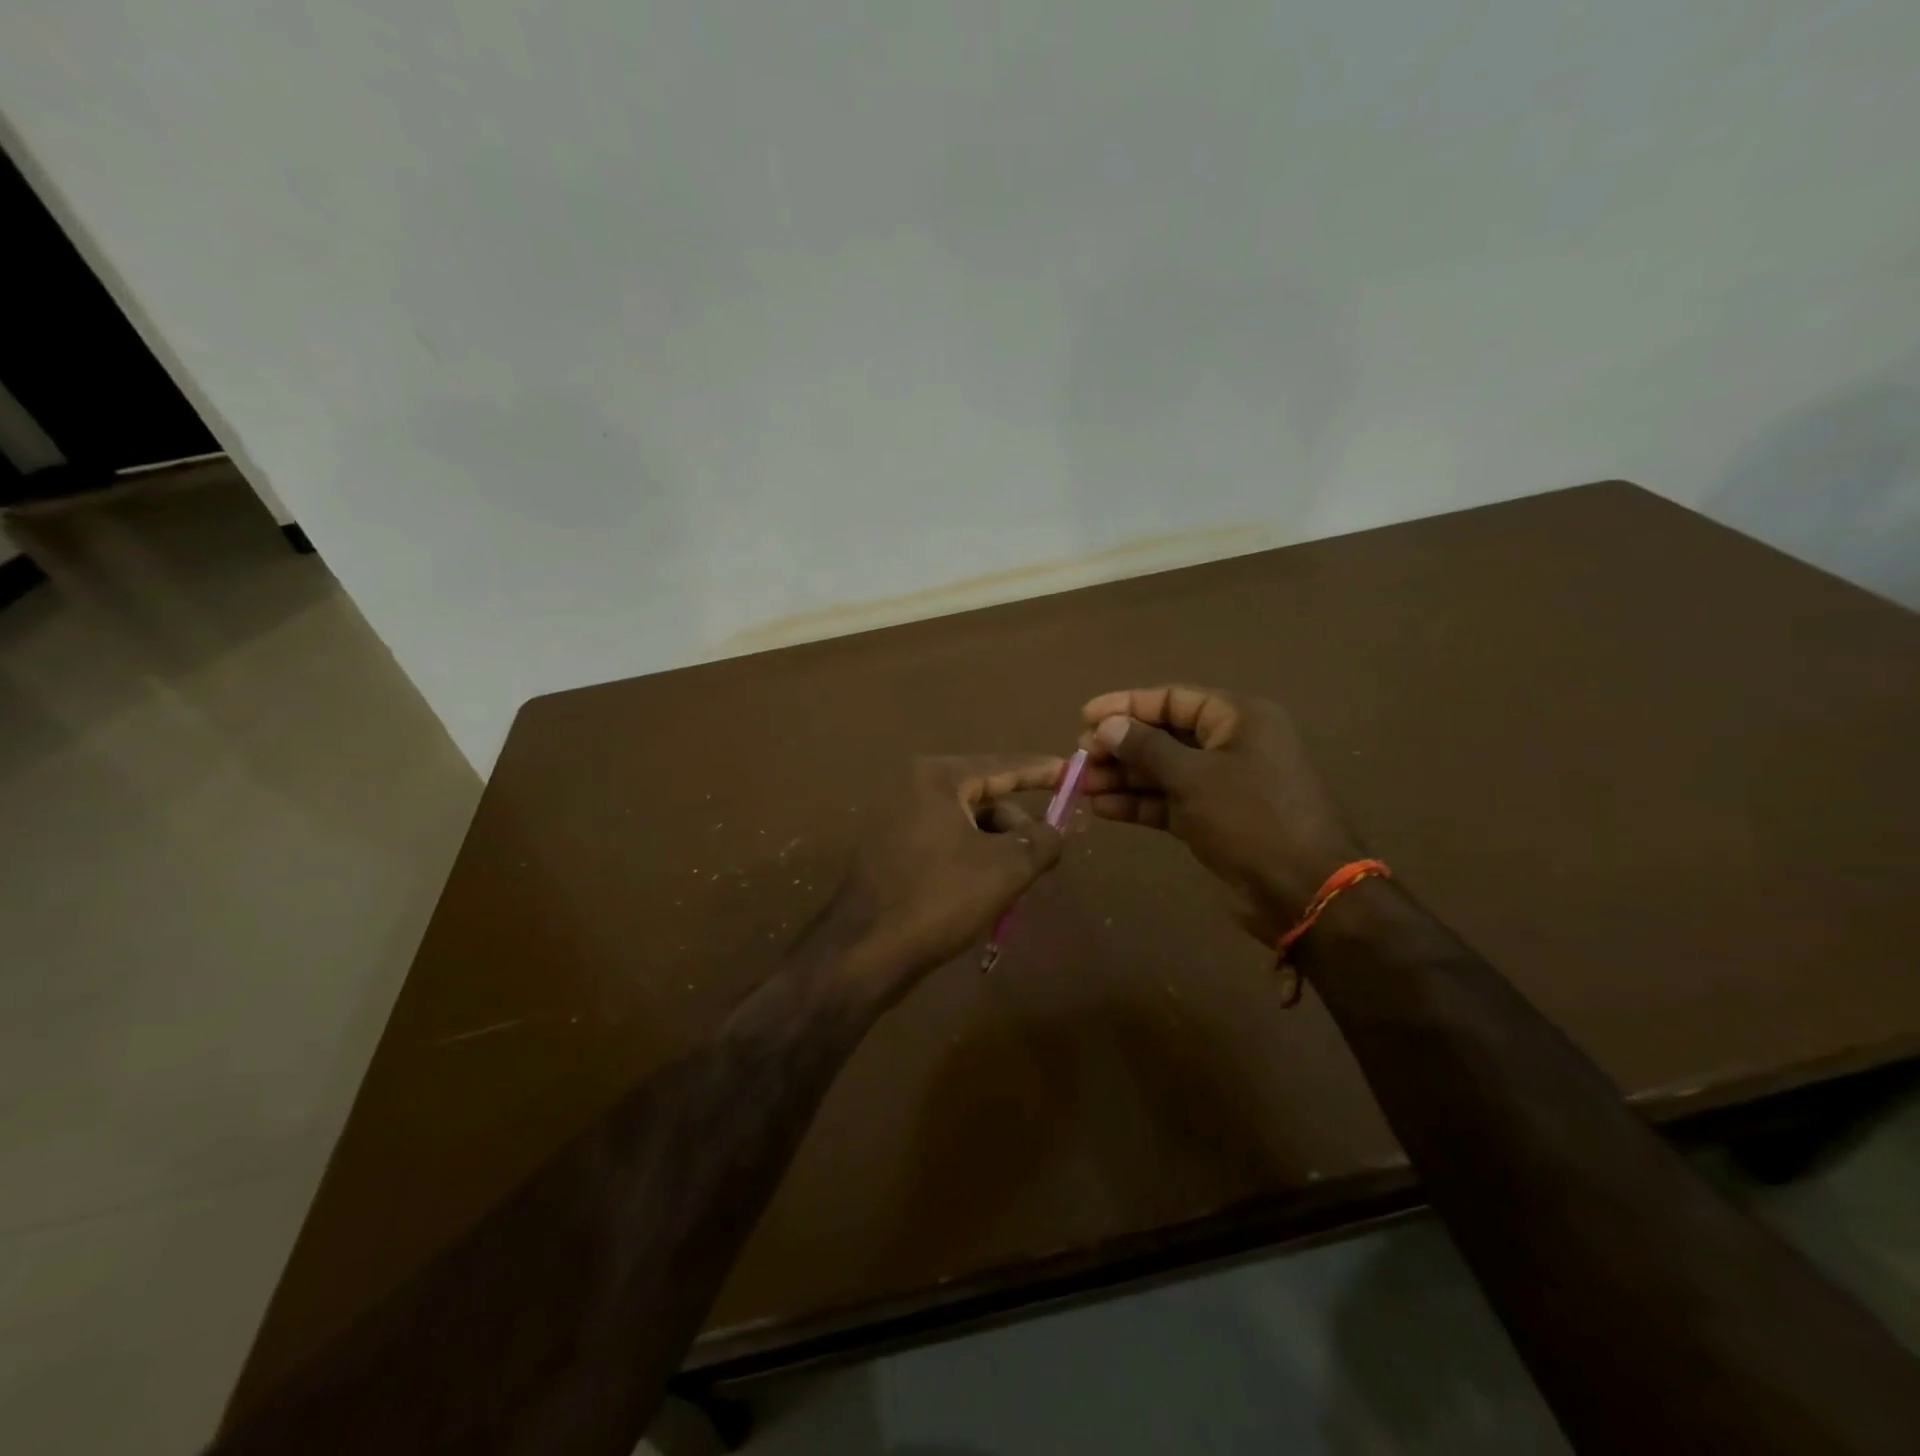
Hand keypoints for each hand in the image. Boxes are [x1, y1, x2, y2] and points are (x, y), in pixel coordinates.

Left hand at [825, 756, 1065, 1000]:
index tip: (1076, 772)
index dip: (1043, 770)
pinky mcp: (892, 850)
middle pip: (986, 796)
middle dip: (1019, 826)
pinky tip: (988, 892)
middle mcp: (914, 788)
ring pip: (968, 824)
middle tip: (1047, 854)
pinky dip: (973, 859)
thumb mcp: (1005, 868)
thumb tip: (1057, 830)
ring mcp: (898, 819)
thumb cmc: (938, 898)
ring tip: (1015, 885)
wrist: (864, 952)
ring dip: (998, 849)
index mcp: (937, 778)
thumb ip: (1042, 841)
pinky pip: (947, 843)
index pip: (1003, 765)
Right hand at [1078, 686, 1363, 940]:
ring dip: (1122, 777)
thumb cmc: (1251, 818)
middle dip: (1121, 745)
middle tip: (1080, 756)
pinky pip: (1168, 801)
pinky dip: (1138, 803)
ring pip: (1163, 771)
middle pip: (1165, 735)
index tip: (1085, 716)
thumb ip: (1146, 748)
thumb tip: (1107, 726)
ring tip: (1080, 784)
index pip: (1174, 699)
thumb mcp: (1194, 777)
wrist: (1302, 892)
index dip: (1127, 705)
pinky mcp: (1212, 819)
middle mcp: (1231, 745)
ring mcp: (1222, 785)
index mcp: (1239, 719)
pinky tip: (1101, 807)